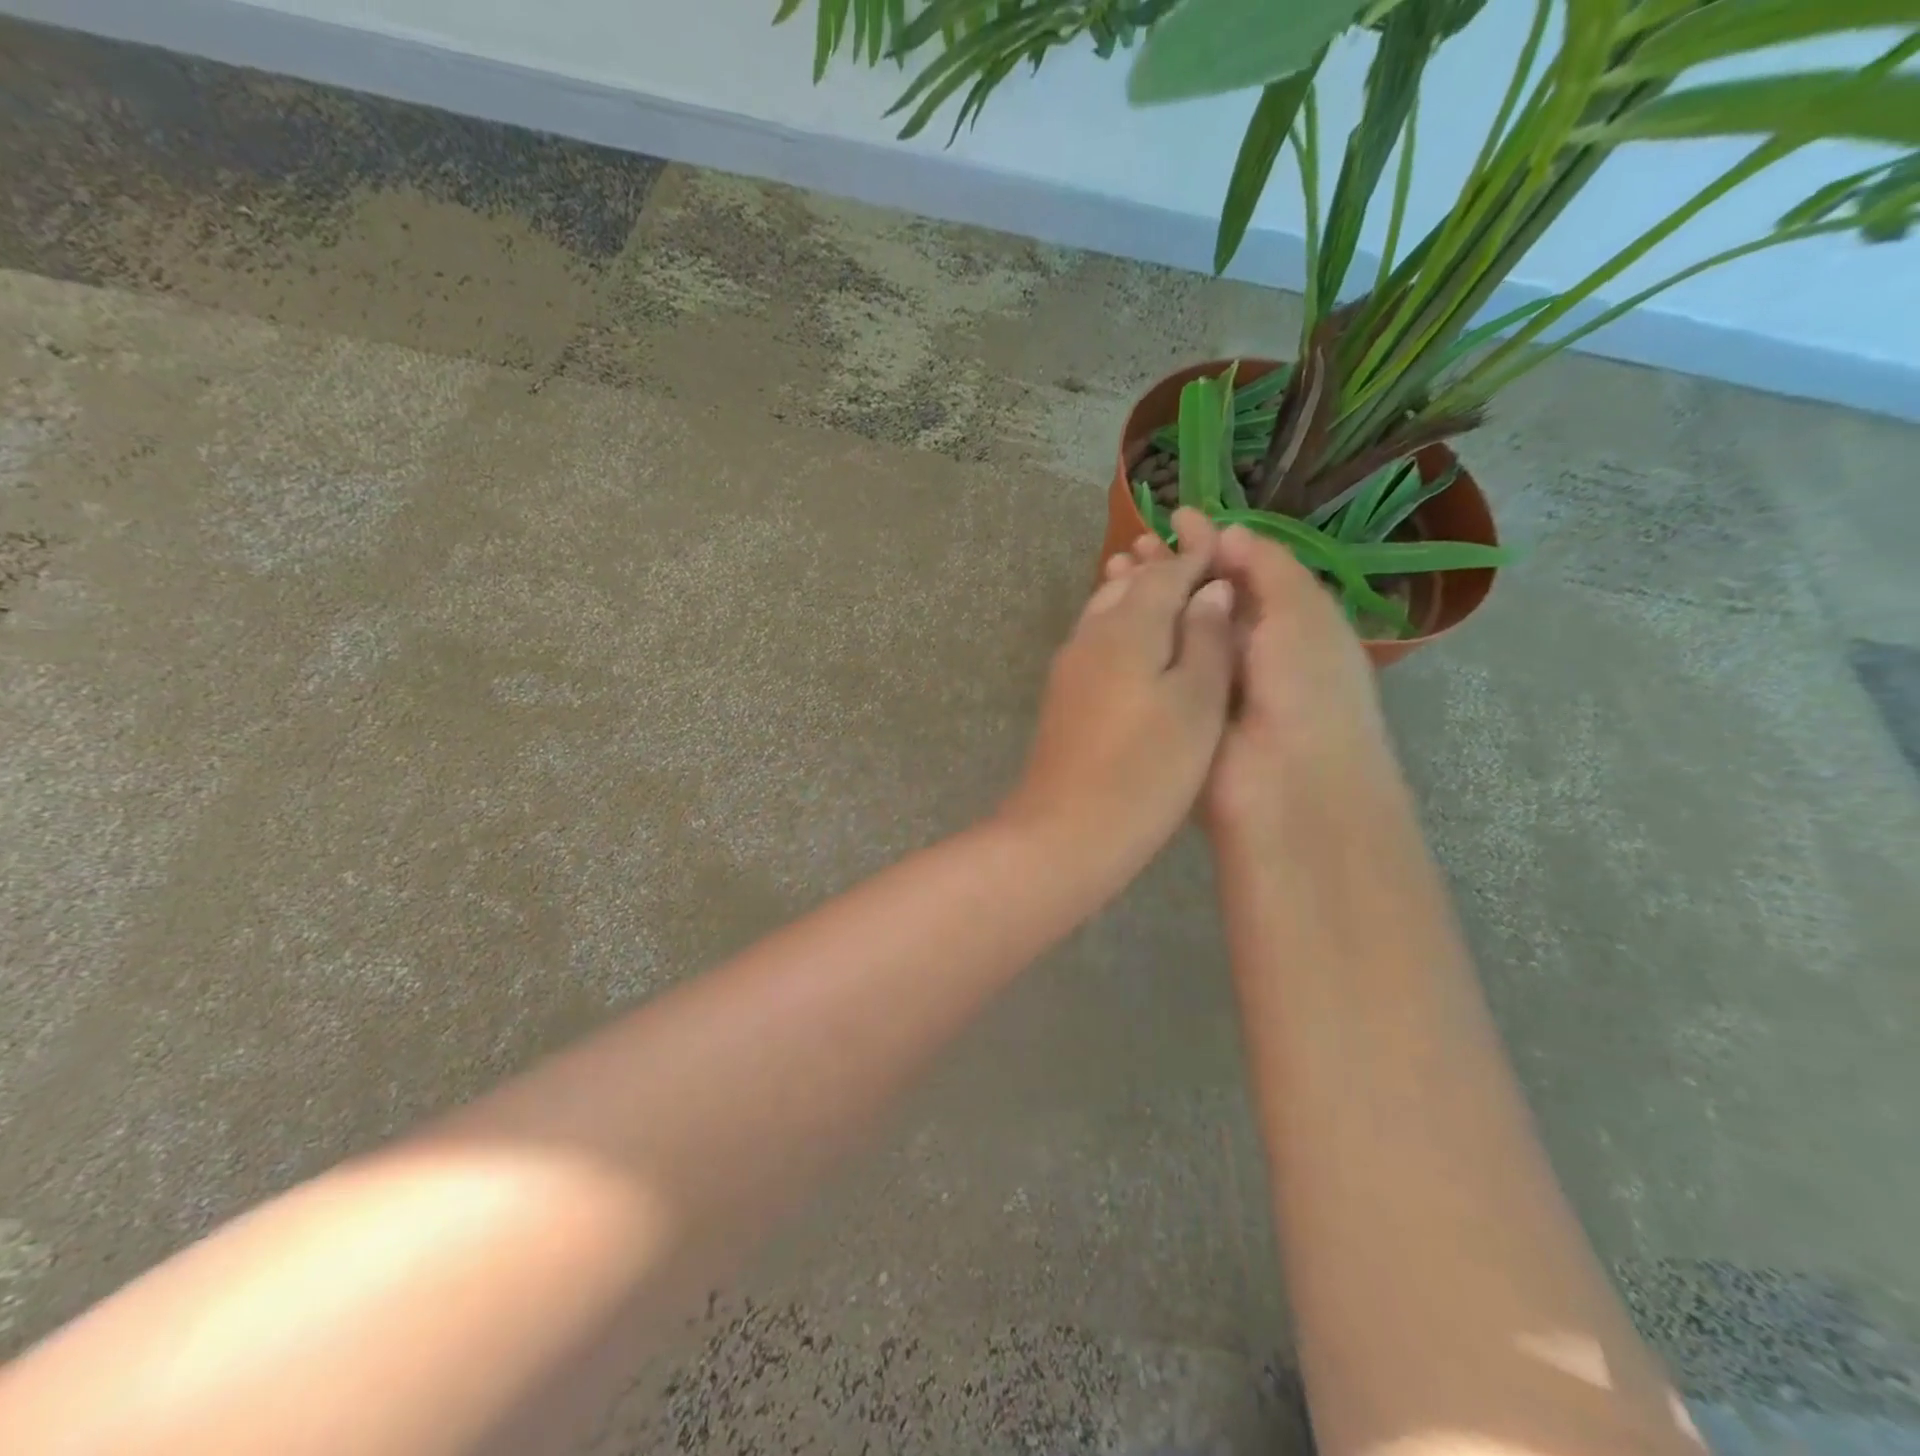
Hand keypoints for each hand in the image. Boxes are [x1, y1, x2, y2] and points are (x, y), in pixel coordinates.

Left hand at [1001, 508, 1235, 871]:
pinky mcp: (1062, 697)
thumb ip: (1207, 640)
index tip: (1226, 545)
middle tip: (1206, 574)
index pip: (1166, 572)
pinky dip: (1125, 633)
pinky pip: (1098, 644)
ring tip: (1178, 608)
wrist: (1065, 831)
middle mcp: (1090, 634)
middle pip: (1130, 586)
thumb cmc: (1146, 769)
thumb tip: (1211, 590)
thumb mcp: (1196, 703)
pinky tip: (1143, 655)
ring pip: (1108, 613)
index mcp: (1127, 626)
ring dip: (1141, 601)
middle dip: (1167, 573)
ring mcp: (1069, 667)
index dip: (1198, 556)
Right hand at [1110, 523, 1397, 852]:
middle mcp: (1248, 650)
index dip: (1213, 544)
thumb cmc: (1307, 690)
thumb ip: (1269, 568)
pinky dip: (1135, 639)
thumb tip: (1229, 534)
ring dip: (1147, 599)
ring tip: (1112, 569)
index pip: (1246, 573)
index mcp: (1288, 625)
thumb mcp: (1303, 614)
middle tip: (1132, 545)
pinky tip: (1107, 616)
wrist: (1284, 786)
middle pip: (1203, 599)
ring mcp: (1208, 683)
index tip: (1177, 518)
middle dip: (1171, 569)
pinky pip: (1156, 667)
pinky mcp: (1176, 710)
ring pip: (1174, 629)